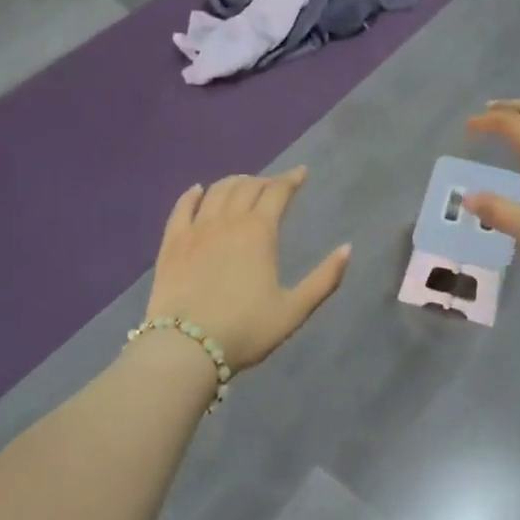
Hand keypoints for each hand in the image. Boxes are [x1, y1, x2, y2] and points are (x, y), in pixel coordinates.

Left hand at [145, 167, 350, 369]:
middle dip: (265, 181)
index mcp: (259, 232)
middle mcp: (228, 220)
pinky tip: (198, 191)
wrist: (186, 347)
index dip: (291, 179)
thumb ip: (324, 279)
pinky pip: (182, 207)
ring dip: (234, 182)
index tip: (301, 173)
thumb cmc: (246, 330)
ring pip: (217, 191)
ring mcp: (196, 229)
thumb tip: (347, 248)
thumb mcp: (294, 310)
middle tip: (274, 186)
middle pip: (247, 186)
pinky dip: (193, 194)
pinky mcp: (171, 242)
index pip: (278, 192)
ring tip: (243, 185)